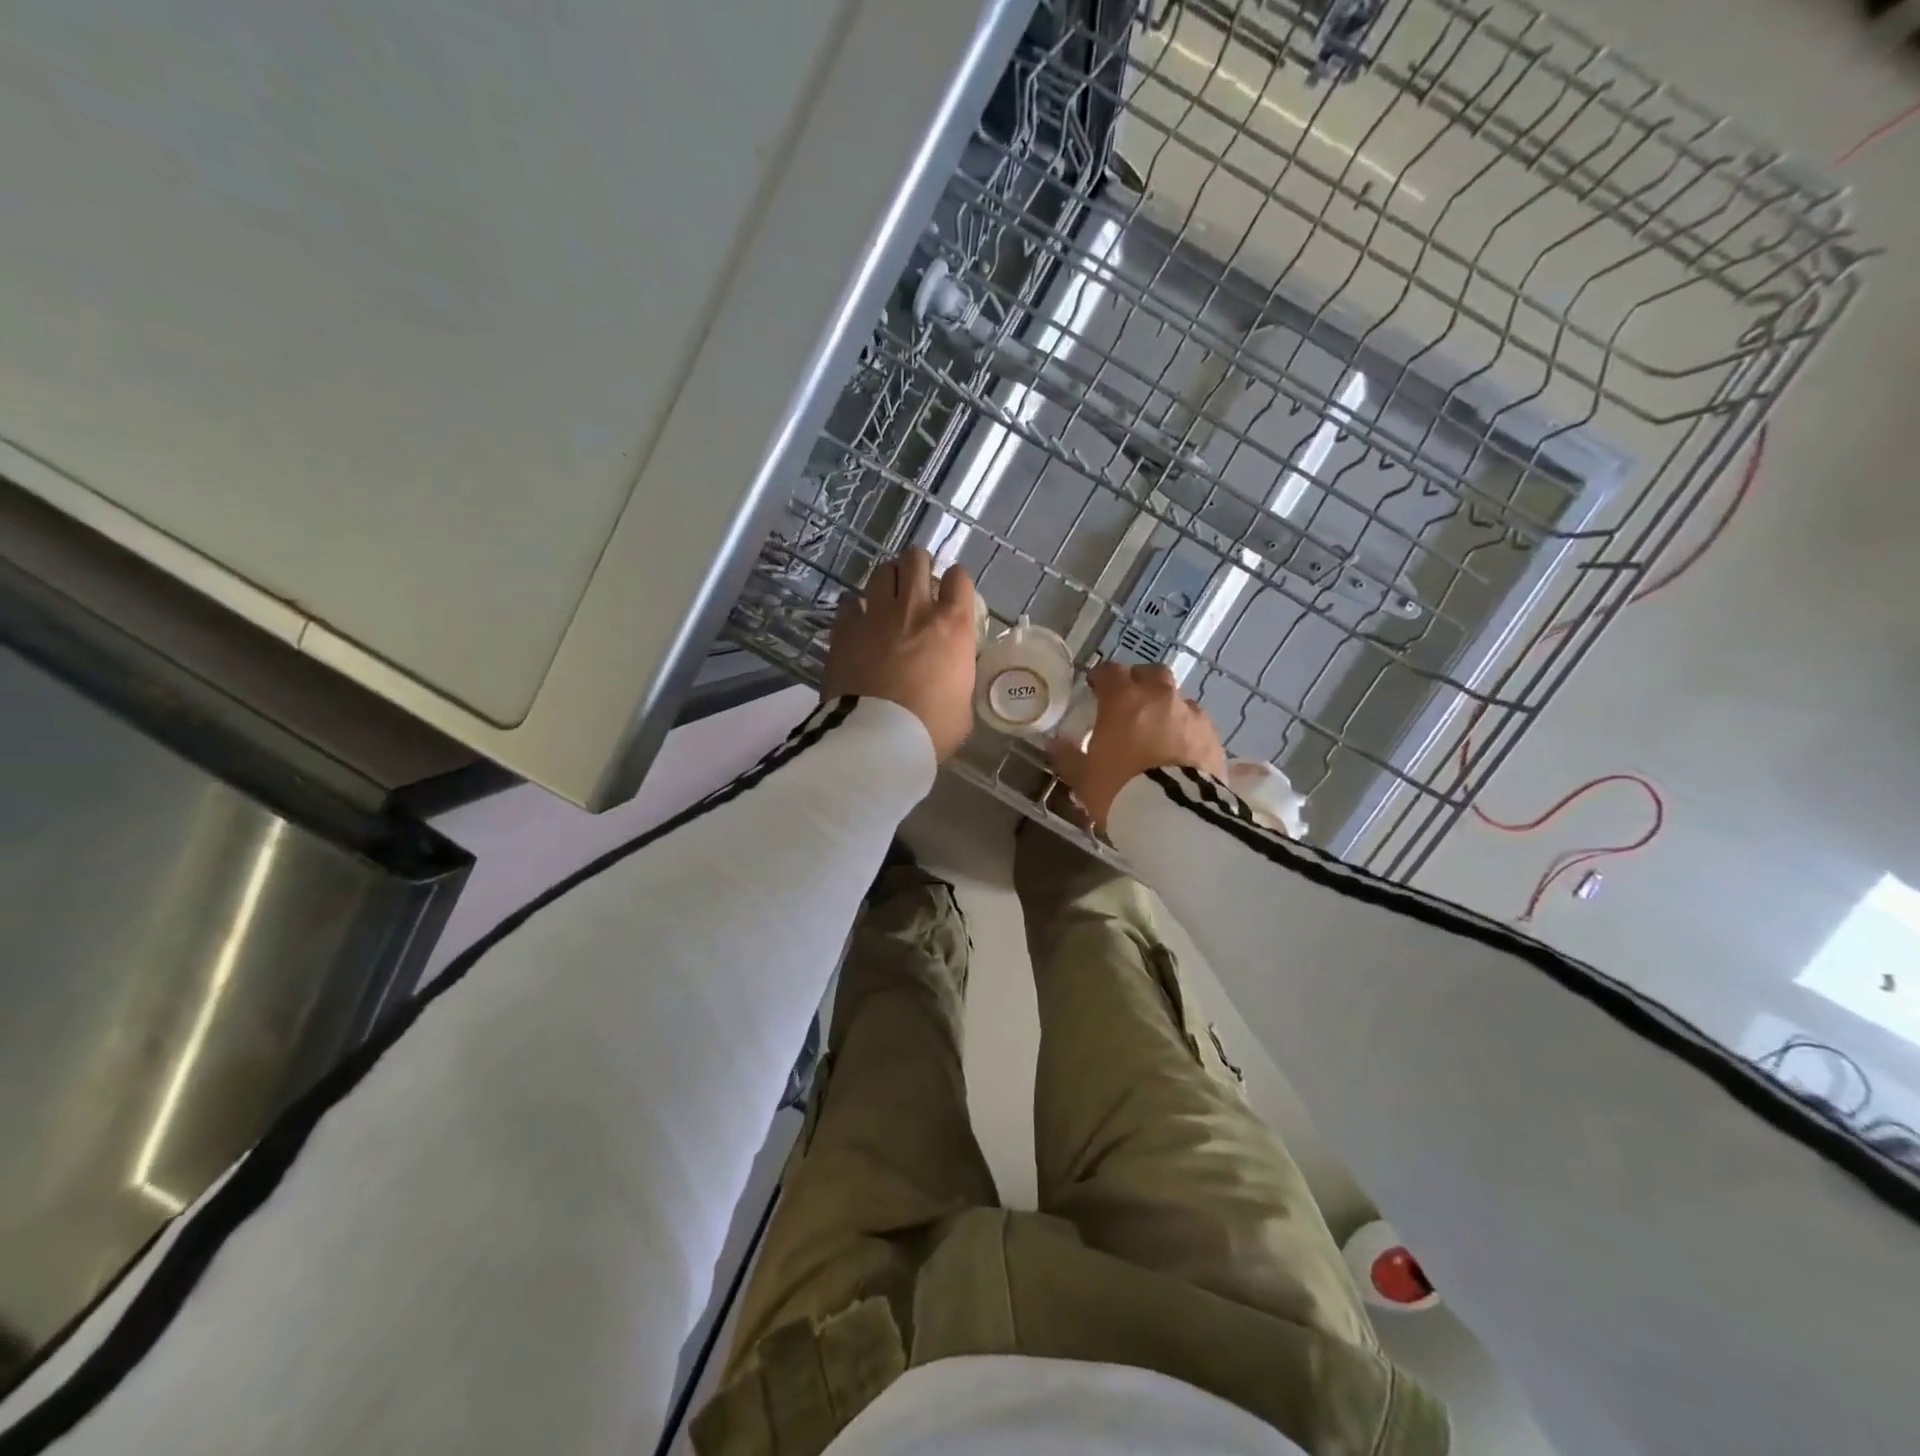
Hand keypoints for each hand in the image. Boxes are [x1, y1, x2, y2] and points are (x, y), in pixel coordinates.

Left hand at [823, 548, 977, 761]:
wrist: (878, 738)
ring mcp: (877, 615)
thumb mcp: (962, 708)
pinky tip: (857, 617)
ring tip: (887, 594)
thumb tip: (951, 681)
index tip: (952, 594)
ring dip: (888, 578)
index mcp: (952, 626)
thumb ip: (958, 681)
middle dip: (918, 565)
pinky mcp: (845, 629)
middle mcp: (916, 609)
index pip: (959, 579)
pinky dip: (855, 605)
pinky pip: (849, 601)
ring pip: (882, 571)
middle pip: (916, 560)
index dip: (956, 582)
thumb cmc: (931, 728)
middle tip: (917, 582)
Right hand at [1050, 660, 1226, 831]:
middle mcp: (1160, 697)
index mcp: (1123, 700)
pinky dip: (1187, 731)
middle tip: (1129, 702)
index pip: (1111, 671)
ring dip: (1166, 708)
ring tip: (1158, 732)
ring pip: (1178, 698)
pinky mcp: (1214, 737)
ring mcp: (1191, 715)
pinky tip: (1180, 751)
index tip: (1096, 688)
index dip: (1102, 678)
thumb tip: (1057, 744)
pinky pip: (1197, 724)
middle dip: (1139, 682)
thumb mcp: (1083, 779)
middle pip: (1152, 673)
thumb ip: (1068, 757)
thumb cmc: (1119, 790)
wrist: (1174, 816)